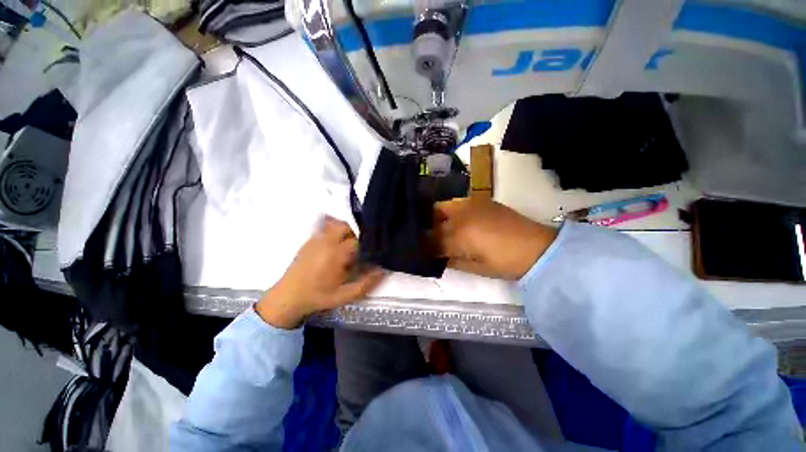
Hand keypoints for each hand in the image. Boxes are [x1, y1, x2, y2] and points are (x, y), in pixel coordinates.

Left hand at [256, 218, 383, 328]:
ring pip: (335, 225)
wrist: (288, 297)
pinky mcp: (308, 241)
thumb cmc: (318, 297)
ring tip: (348, 246)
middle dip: (355, 234)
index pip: (357, 240)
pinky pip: (324, 228)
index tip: (369, 253)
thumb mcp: (345, 296)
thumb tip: (383, 270)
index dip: (366, 245)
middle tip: (359, 248)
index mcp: (335, 254)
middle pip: (345, 226)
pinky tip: (335, 245)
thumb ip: (366, 283)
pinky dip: (333, 231)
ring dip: (345, 231)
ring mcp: (315, 239)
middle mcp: (325, 242)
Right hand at [433, 198, 557, 279]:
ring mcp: (471, 204)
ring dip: (435, 218)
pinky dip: (449, 212)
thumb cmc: (505, 263)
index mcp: (460, 235)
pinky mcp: (480, 200)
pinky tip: (455, 221)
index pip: (432, 240)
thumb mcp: (475, 267)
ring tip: (438, 229)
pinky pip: (456, 203)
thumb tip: (436, 256)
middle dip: (426, 231)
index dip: (424, 247)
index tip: (420, 252)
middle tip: (427, 240)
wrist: (537, 248)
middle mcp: (461, 215)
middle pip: (433, 220)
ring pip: (441, 207)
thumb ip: (451, 260)